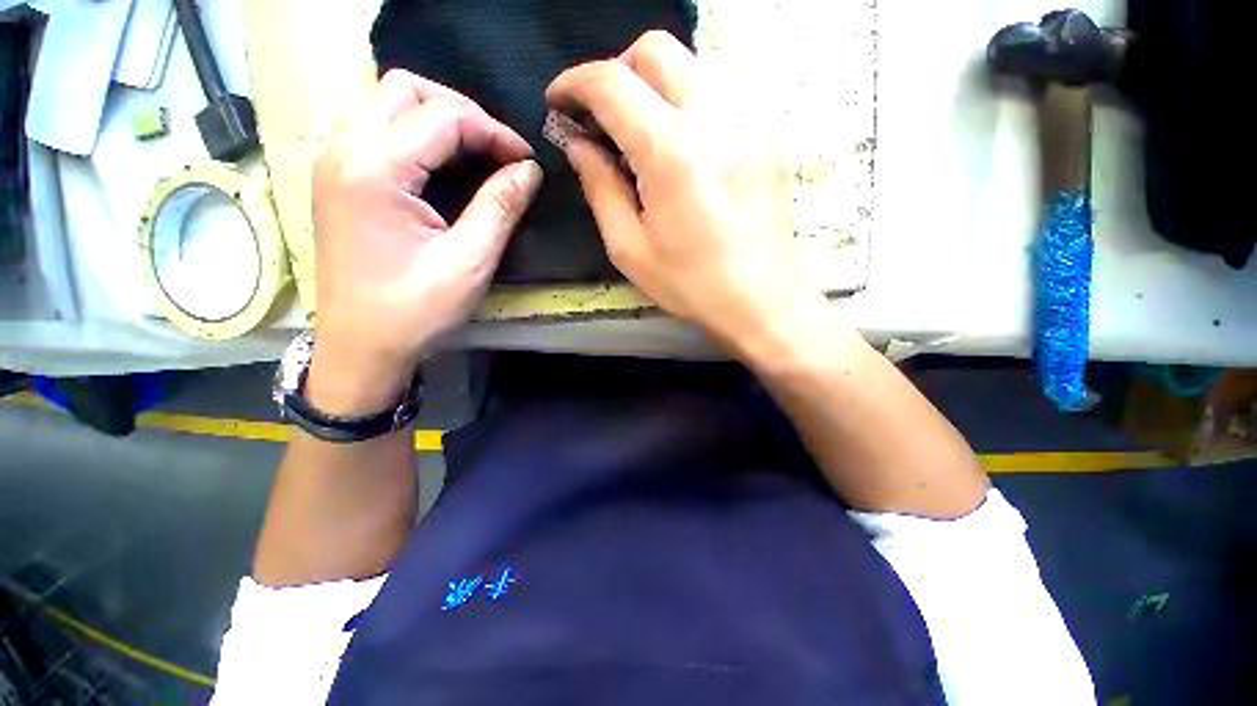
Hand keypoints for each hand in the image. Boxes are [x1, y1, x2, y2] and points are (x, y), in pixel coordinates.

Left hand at [310, 70, 541, 411]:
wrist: (361, 348)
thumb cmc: (415, 311)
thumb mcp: (469, 262)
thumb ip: (500, 207)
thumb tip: (529, 170)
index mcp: (375, 170)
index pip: (443, 118)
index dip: (494, 132)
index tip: (527, 161)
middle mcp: (344, 151)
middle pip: (404, 89)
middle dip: (461, 111)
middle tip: (497, 149)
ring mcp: (334, 163)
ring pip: (384, 101)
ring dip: (434, 116)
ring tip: (473, 151)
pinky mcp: (337, 180)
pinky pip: (374, 127)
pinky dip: (413, 132)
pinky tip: (439, 164)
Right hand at [546, 31, 819, 352]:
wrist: (763, 302)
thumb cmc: (692, 285)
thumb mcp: (630, 248)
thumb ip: (600, 188)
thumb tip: (580, 145)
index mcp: (673, 152)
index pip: (612, 83)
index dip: (575, 82)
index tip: (560, 101)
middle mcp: (716, 118)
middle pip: (657, 51)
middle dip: (618, 72)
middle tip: (605, 119)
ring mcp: (751, 122)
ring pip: (692, 69)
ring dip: (656, 91)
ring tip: (644, 141)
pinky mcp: (770, 136)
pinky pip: (720, 99)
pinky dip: (689, 111)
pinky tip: (685, 156)